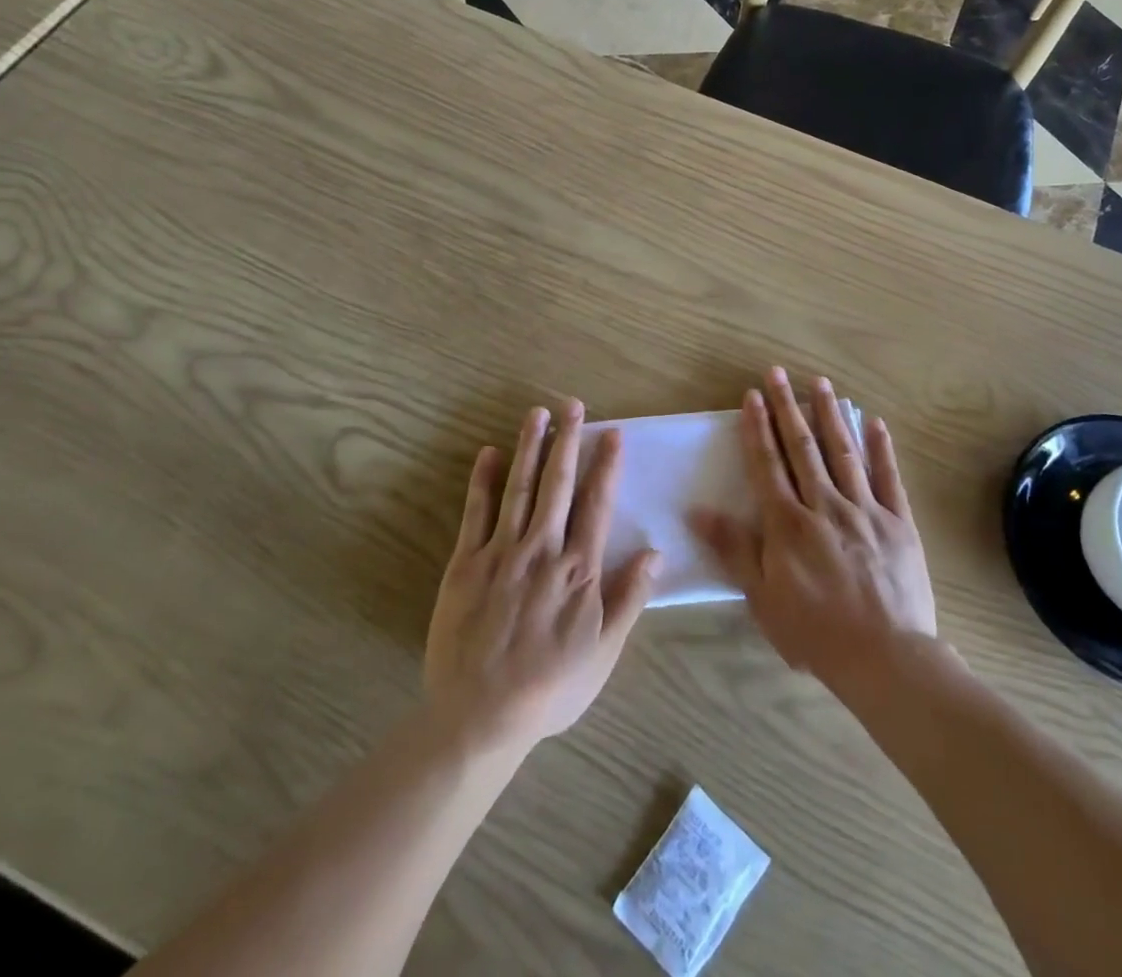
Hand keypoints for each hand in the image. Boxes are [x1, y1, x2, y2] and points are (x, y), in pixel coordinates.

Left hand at [425, 402, 660, 755]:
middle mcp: (542, 549)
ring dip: (529, 447)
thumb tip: (656, 552)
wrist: (480, 716)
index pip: (596, 504)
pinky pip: (475, 513)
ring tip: (537, 413)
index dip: (606, 465)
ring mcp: (501, 553)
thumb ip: (629, 598)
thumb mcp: (604, 651)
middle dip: (567, 440)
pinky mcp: (465, 564)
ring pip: (519, 488)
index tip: (612, 433)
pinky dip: (482, 481)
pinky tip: (489, 453)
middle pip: (558, 484)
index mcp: (578, 569)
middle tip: (572, 404)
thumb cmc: (551, 687)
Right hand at [691, 369, 935, 686]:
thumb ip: (732, 549)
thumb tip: (696, 510)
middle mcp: (825, 505)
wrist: (886, 658)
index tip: (752, 395)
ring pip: (843, 452)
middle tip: (778, 372)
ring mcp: (865, 510)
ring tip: (820, 383)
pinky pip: (888, 478)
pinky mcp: (898, 522)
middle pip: (802, 447)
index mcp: (788, 523)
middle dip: (788, 407)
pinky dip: (881, 449)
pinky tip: (874, 423)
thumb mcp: (762, 597)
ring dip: (830, 415)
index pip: (768, 464)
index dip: (757, 428)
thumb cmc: (815, 631)